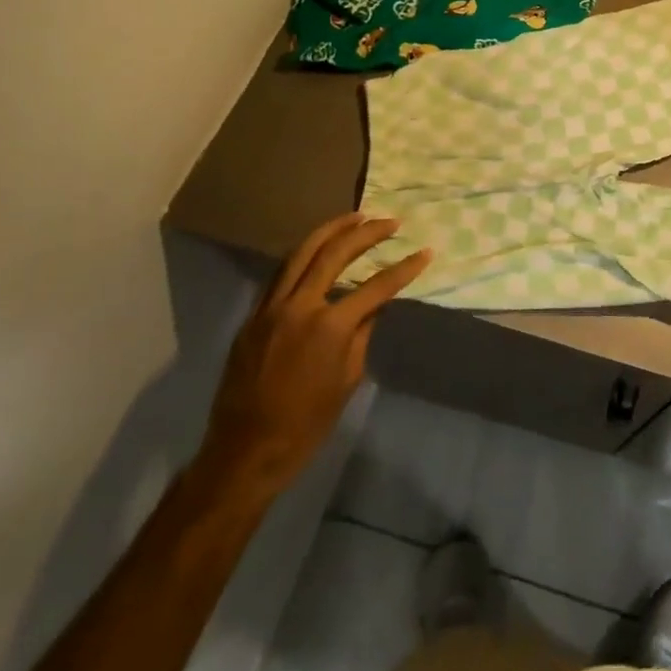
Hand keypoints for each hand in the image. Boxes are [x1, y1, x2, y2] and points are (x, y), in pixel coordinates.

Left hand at [199, 212, 430, 495]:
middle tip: (390, 221)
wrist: (245, 453)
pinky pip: (281, 274)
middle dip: (366, 232)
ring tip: (355, 217)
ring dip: (330, 231)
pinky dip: (303, 256)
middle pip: (334, 253)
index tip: (425, 252)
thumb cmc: (307, 424)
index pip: (376, 286)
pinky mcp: (252, 317)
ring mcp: (270, 309)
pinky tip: (318, 251)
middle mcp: (298, 307)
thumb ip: (362, 333)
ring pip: (300, 254)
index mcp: (329, 327)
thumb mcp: (348, 379)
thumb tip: (375, 304)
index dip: (404, 268)